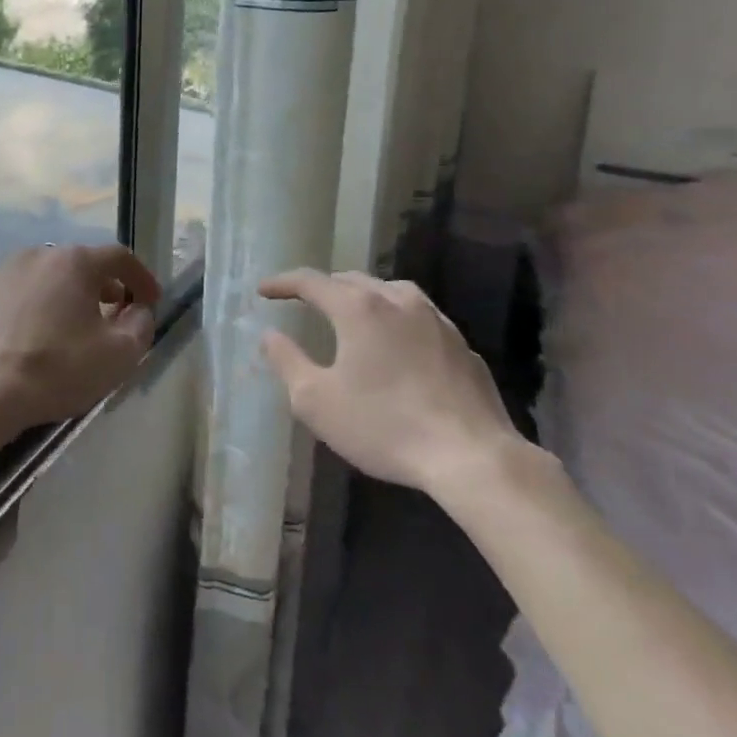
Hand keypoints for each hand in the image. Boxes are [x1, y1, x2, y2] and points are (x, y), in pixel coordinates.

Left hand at [0, 244, 161, 438]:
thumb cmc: (54, 370)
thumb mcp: (117, 355)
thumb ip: (140, 326)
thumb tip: (138, 310)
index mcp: (73, 262)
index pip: (119, 257)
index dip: (141, 277)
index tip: (151, 300)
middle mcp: (35, 256)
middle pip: (78, 265)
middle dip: (101, 287)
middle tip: (112, 313)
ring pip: (42, 280)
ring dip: (61, 298)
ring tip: (67, 329)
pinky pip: (11, 300)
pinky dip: (27, 312)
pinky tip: (25, 342)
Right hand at [258, 270, 521, 501]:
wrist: (473, 457)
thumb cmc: (385, 426)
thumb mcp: (317, 402)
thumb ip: (287, 362)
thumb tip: (269, 335)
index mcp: (358, 308)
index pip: (311, 281)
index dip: (282, 283)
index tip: (263, 290)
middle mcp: (397, 300)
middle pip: (352, 279)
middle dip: (324, 287)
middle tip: (304, 301)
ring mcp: (435, 319)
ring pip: (390, 291)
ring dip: (363, 297)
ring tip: (351, 313)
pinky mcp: (461, 343)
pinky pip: (419, 317)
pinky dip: (396, 319)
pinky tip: (398, 344)